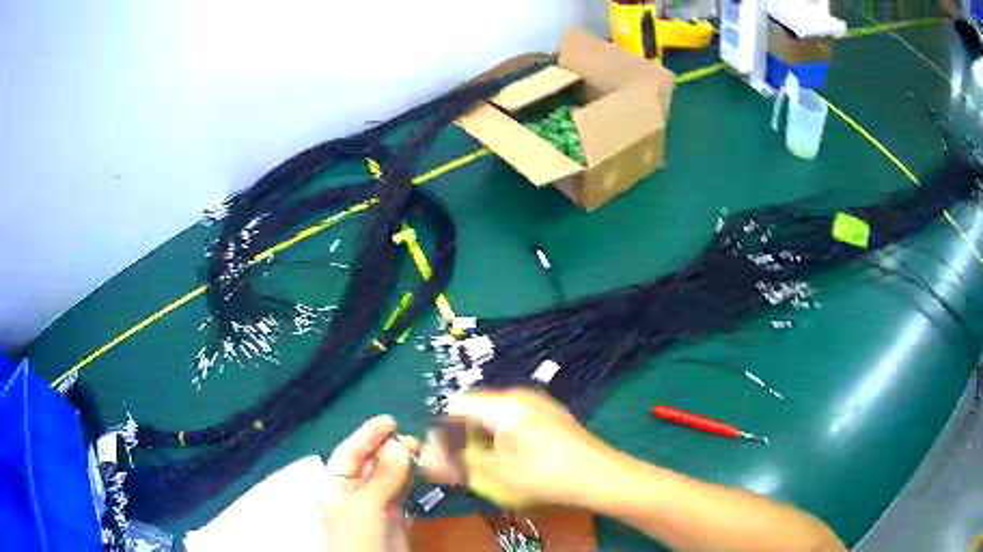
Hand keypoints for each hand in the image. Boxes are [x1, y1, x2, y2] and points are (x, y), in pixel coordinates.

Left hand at [320, 415, 416, 551]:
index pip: (348, 454)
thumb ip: (383, 477)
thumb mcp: (366, 506)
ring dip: (401, 462)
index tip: (389, 421)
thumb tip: (400, 444)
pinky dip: (409, 480)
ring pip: (386, 477)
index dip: (366, 435)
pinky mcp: (393, 518)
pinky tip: (419, 470)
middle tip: (413, 438)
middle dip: (387, 448)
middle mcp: (352, 493)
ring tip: (421, 450)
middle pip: (368, 463)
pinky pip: (400, 492)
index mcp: (335, 487)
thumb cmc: (358, 537)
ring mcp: (373, 506)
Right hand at [420, 389, 619, 508]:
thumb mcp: (494, 476)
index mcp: (504, 404)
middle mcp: (521, 396)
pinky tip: (519, 463)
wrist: (602, 478)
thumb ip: (455, 464)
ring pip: (497, 418)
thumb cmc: (545, 477)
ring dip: (487, 441)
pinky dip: (507, 440)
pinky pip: (517, 421)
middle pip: (477, 410)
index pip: (457, 405)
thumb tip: (425, 456)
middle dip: (466, 438)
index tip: (445, 456)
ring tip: (494, 469)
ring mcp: (541, 404)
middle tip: (470, 467)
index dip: (443, 430)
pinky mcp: (554, 415)